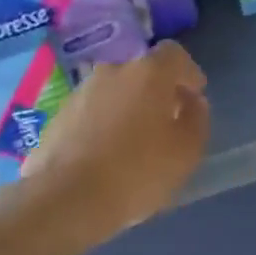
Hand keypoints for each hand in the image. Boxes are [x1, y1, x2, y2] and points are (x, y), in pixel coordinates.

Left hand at [14, 41, 209, 241]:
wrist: (64, 200)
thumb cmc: (137, 172)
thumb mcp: (187, 151)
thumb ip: (197, 119)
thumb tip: (192, 102)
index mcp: (149, 72)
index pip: (174, 54)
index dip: (187, 73)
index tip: (193, 97)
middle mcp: (113, 71)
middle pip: (142, 73)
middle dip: (156, 92)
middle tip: (165, 123)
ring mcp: (81, 92)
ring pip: (114, 92)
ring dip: (127, 108)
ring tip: (133, 143)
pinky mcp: (58, 116)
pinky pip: (91, 112)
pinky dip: (102, 125)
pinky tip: (105, 156)